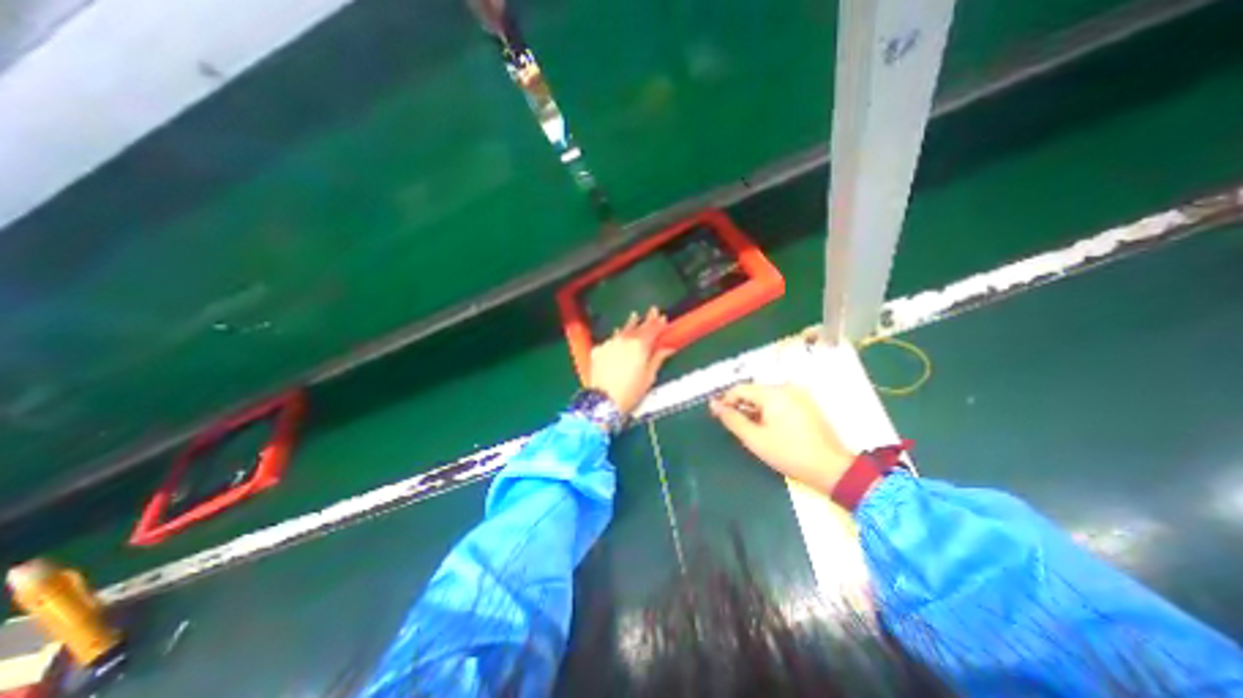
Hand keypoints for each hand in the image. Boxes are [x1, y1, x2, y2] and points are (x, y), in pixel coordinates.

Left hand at [590, 307, 676, 416]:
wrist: (604, 400)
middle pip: (638, 326)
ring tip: (634, 317)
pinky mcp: (598, 350)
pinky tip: (617, 337)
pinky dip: (616, 337)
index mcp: (640, 345)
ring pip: (622, 330)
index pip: (652, 329)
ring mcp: (609, 344)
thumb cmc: (631, 391)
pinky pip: (610, 340)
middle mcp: (624, 340)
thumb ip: (658, 358)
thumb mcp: (649, 376)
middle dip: (646, 319)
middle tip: (652, 311)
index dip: (658, 323)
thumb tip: (667, 348)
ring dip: (630, 324)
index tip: (662, 317)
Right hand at [708, 384, 854, 494]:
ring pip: (767, 397)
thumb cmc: (789, 453)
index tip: (717, 416)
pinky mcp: (807, 404)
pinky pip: (780, 402)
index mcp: (774, 393)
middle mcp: (787, 387)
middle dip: (741, 406)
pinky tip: (768, 428)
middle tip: (734, 425)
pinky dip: (769, 412)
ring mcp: (800, 395)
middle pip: (754, 391)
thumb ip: (732, 419)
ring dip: (754, 410)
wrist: (832, 469)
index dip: (725, 401)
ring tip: (750, 429)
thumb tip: (714, 405)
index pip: (740, 389)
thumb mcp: (754, 438)